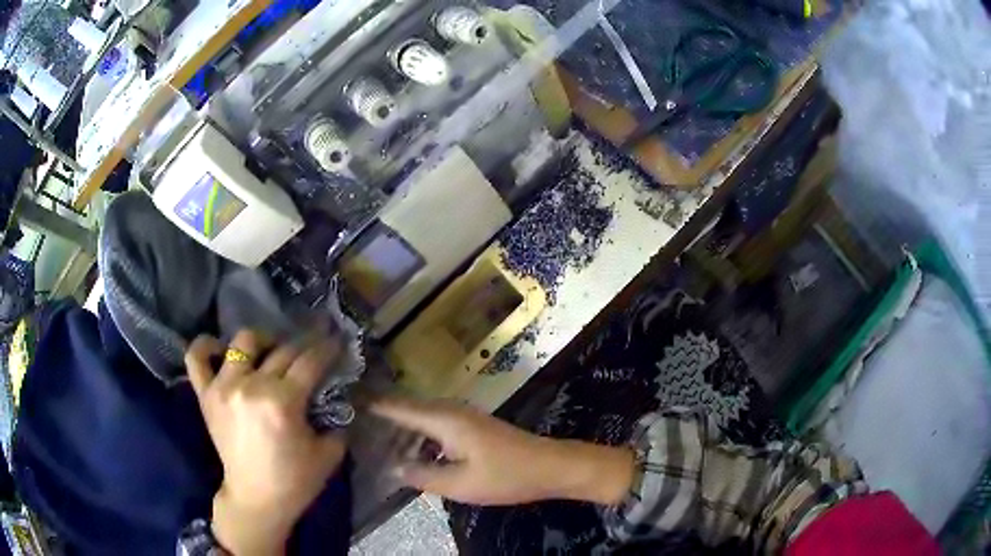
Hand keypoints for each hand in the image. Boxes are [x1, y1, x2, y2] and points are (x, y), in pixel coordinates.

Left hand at [186, 331, 345, 555]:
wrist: (256, 498)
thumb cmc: (295, 480)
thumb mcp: (328, 453)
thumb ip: (335, 419)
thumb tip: (337, 395)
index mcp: (283, 402)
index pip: (309, 361)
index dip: (327, 348)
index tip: (336, 342)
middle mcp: (251, 386)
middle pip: (282, 350)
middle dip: (304, 344)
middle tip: (312, 349)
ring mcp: (224, 387)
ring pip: (242, 343)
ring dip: (261, 342)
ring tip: (269, 351)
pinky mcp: (206, 395)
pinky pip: (197, 358)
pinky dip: (205, 346)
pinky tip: (221, 349)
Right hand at [371, 397, 634, 506]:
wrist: (550, 466)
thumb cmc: (505, 475)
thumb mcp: (461, 484)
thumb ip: (423, 476)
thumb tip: (393, 468)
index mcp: (444, 420)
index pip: (398, 407)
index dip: (372, 404)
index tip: (346, 400)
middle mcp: (450, 411)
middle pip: (407, 409)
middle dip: (381, 415)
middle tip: (352, 425)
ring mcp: (463, 416)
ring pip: (421, 417)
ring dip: (400, 427)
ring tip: (374, 439)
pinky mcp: (471, 426)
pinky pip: (434, 425)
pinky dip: (418, 434)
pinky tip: (411, 451)